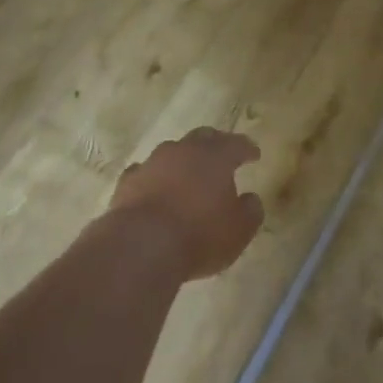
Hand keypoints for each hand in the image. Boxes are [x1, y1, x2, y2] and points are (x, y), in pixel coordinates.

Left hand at [111, 128, 265, 279]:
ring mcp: (152, 162)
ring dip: (182, 161)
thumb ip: (250, 211)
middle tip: (222, 153)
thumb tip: (251, 199)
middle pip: (202, 138)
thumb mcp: (239, 230)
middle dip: (214, 144)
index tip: (254, 153)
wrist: (142, 245)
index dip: (247, 148)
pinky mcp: (128, 181)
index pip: (236, 144)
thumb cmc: (200, 236)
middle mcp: (183, 151)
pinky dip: (154, 178)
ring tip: (188, 174)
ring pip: (172, 152)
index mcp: (215, 157)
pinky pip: (145, 172)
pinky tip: (155, 187)